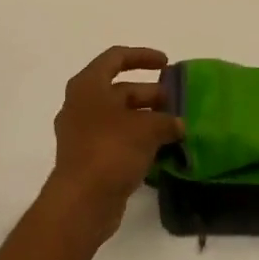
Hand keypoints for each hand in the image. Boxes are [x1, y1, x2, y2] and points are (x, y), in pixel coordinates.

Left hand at [43, 46, 183, 243]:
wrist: (81, 203)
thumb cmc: (111, 150)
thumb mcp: (147, 129)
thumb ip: (166, 121)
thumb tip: (177, 125)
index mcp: (88, 85)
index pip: (116, 57)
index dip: (143, 56)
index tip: (167, 64)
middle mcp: (81, 104)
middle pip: (119, 89)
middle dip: (150, 94)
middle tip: (175, 103)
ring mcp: (81, 133)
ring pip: (119, 117)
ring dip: (146, 119)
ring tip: (174, 128)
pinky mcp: (87, 159)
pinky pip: (116, 140)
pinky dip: (137, 140)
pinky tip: (160, 150)